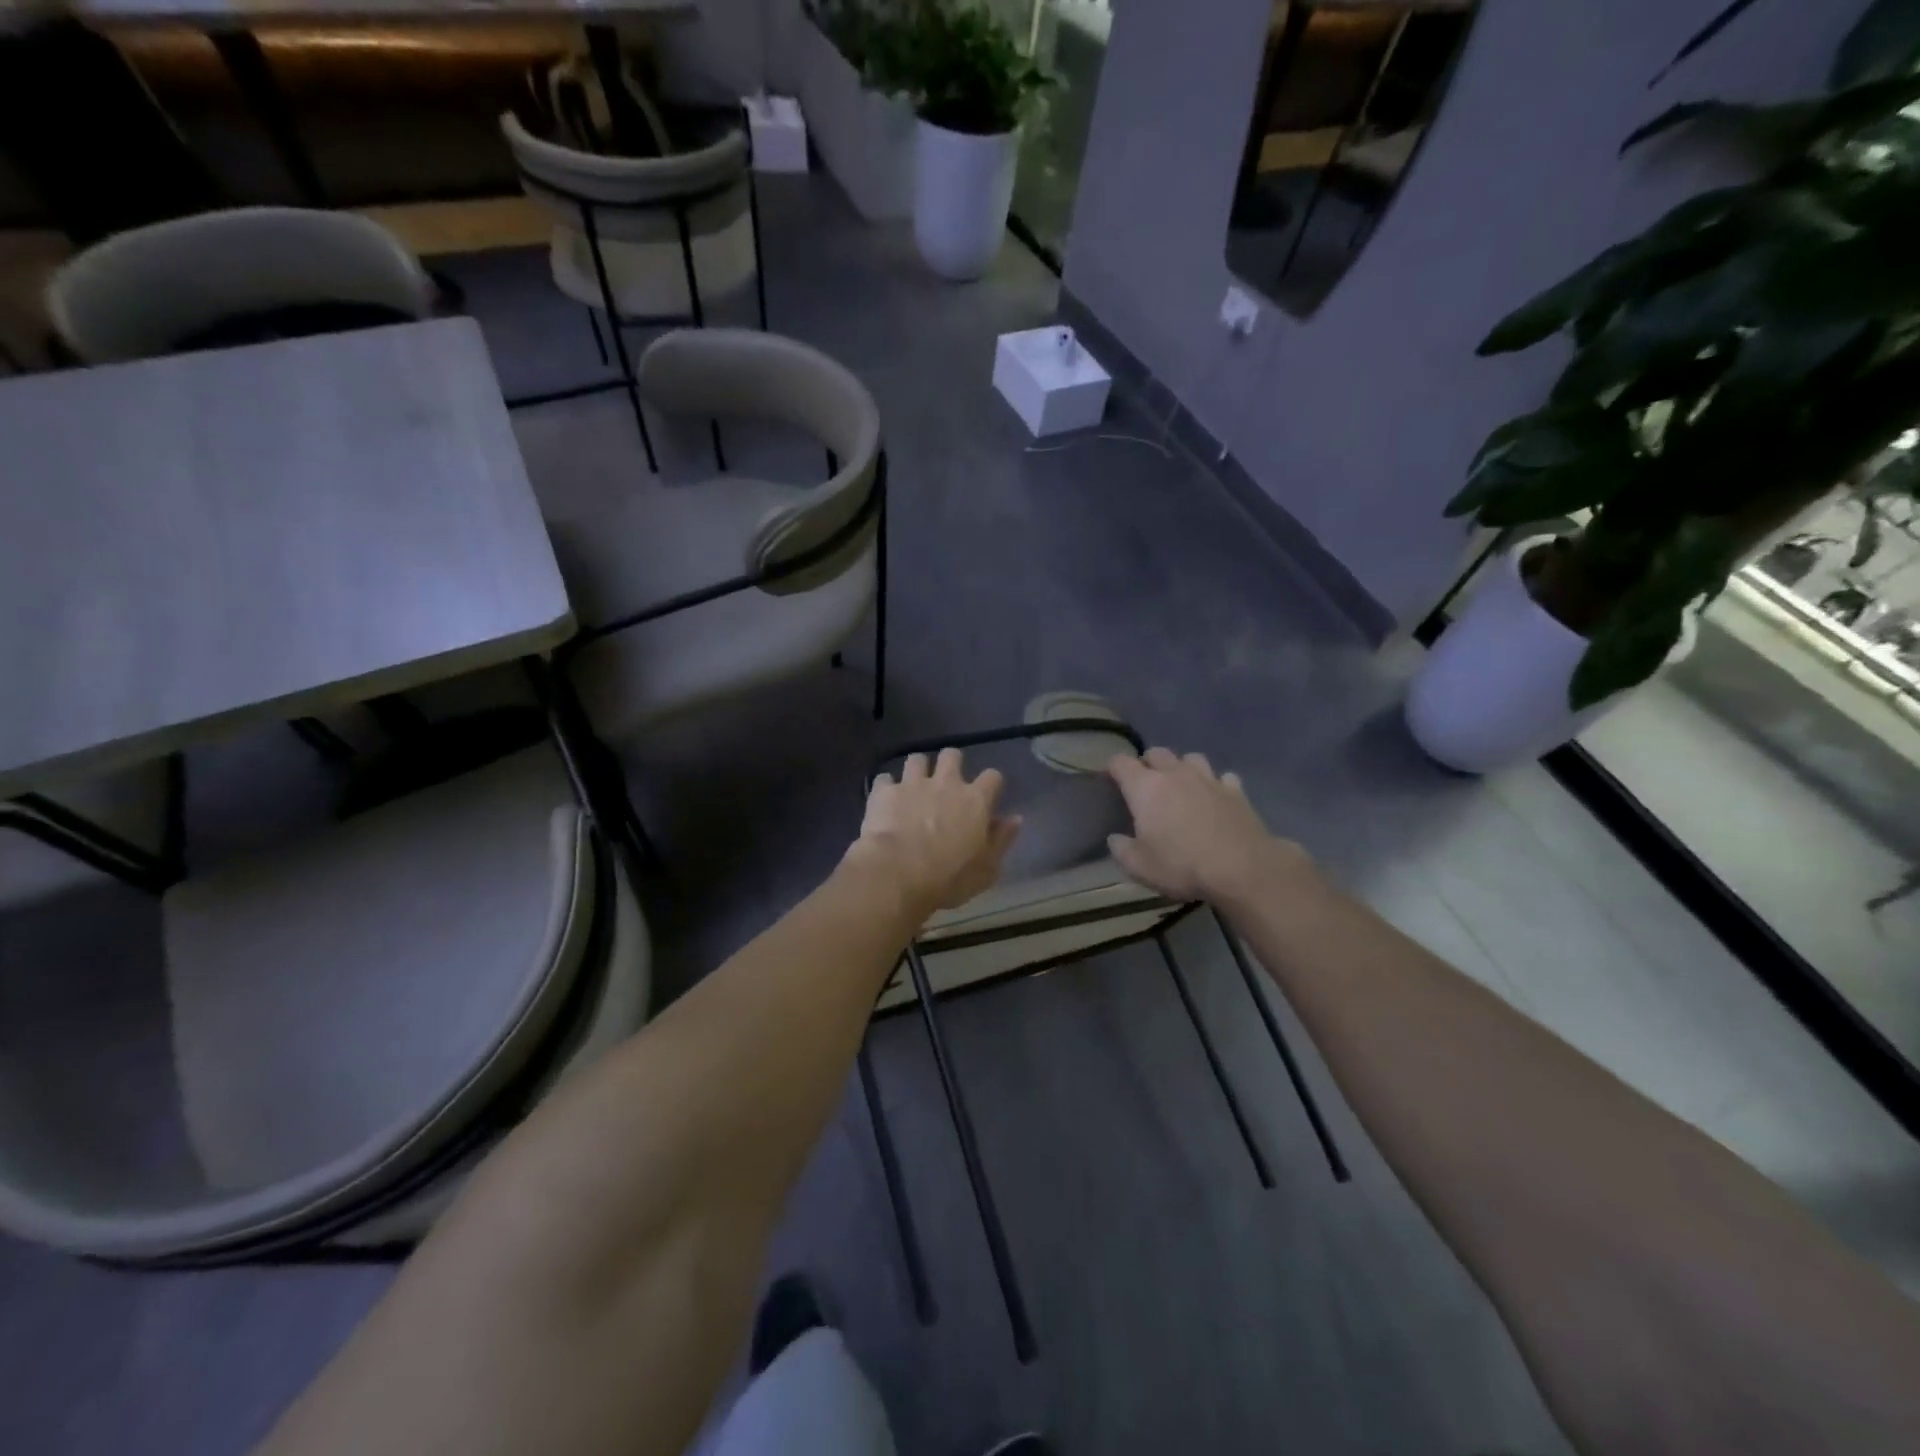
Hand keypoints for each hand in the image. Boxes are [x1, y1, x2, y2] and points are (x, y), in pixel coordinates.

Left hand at [849, 749, 1020, 918]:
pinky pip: (885, 779)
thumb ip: (1001, 840)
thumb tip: (1015, 819)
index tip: (987, 795)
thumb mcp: (986, 869)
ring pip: (917, 759)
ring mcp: (912, 784)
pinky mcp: (884, 792)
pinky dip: (887, 787)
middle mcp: (946, 783)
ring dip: (918, 770)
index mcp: (975, 800)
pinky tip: (885, 800)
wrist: (897, 873)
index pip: (992, 777)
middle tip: (946, 783)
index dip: (990, 784)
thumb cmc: (949, 877)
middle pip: (952, 755)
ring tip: (914, 786)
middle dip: (951, 764)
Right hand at [1105, 748, 1297, 903]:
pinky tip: (1216, 798)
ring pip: (1191, 758)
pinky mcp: (1236, 791)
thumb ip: (1121, 849)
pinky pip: (1223, 778)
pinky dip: (1216, 785)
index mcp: (1145, 787)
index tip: (1110, 779)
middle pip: (1156, 752)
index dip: (1113, 768)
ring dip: (1183, 768)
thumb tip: (1115, 838)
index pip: (1120, 762)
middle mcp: (1175, 774)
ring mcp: (1208, 779)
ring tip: (1182, 786)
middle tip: (1147, 785)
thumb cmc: (1182, 865)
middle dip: (1148, 763)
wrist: (1241, 869)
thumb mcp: (1140, 867)